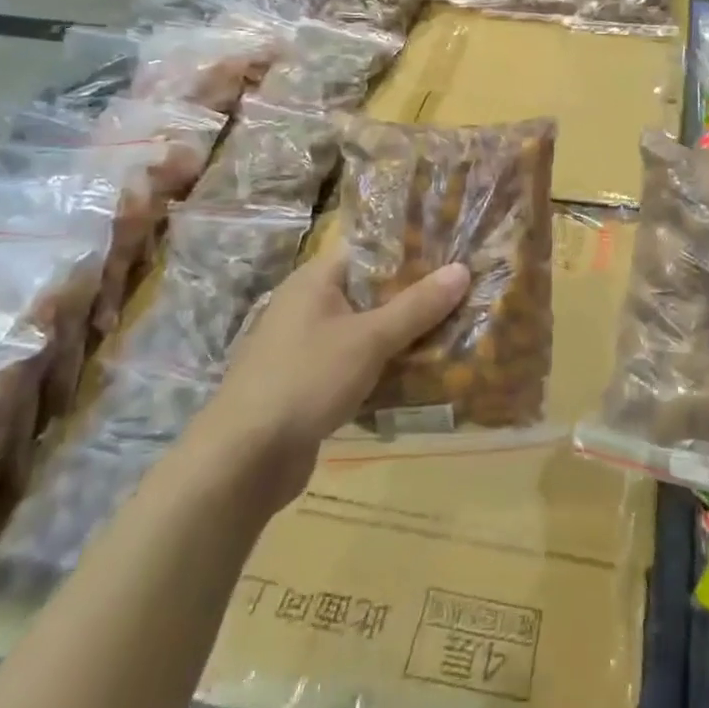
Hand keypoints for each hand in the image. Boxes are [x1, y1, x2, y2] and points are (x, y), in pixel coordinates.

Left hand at [198, 247, 469, 510]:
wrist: (244, 459)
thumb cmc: (306, 379)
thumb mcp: (369, 338)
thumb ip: (417, 306)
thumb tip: (462, 269)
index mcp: (316, 279)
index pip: (371, 249)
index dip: (412, 248)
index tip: (454, 252)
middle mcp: (309, 303)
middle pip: (372, 289)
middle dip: (415, 295)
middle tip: (464, 293)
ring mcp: (307, 344)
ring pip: (367, 328)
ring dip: (403, 334)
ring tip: (454, 331)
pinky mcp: (310, 381)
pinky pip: (357, 362)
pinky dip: (384, 364)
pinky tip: (420, 374)